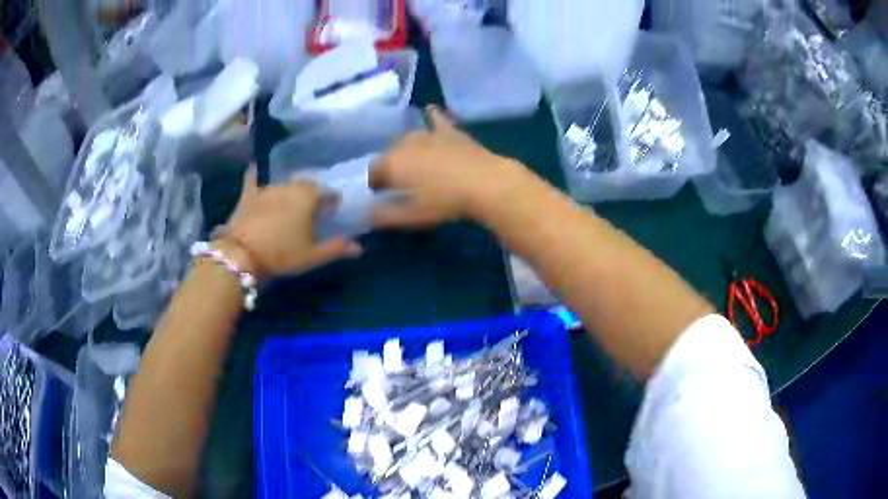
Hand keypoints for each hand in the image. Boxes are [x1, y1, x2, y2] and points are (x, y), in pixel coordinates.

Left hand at [214, 167, 362, 281]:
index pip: (327, 193)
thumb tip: (360, 247)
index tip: (334, 208)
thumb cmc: (281, 254)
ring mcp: (267, 189)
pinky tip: (254, 169)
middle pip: (306, 185)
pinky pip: (252, 179)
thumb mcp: (311, 256)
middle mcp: (289, 187)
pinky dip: (255, 174)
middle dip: (311, 193)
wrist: (242, 254)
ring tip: (290, 201)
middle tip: (313, 207)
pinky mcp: (248, 195)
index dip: (332, 200)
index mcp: (308, 198)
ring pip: (284, 184)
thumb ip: (336, 248)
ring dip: (290, 190)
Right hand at [369, 106, 535, 228]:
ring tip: (415, 165)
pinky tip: (430, 109)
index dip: (375, 185)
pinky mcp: (450, 132)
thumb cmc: (444, 202)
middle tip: (402, 185)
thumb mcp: (410, 216)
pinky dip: (432, 116)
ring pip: (408, 139)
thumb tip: (368, 214)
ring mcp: (428, 134)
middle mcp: (404, 143)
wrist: (485, 183)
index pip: (373, 172)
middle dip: (391, 167)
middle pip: (389, 154)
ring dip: (407, 150)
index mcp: (391, 163)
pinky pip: (436, 119)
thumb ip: (384, 215)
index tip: (383, 196)